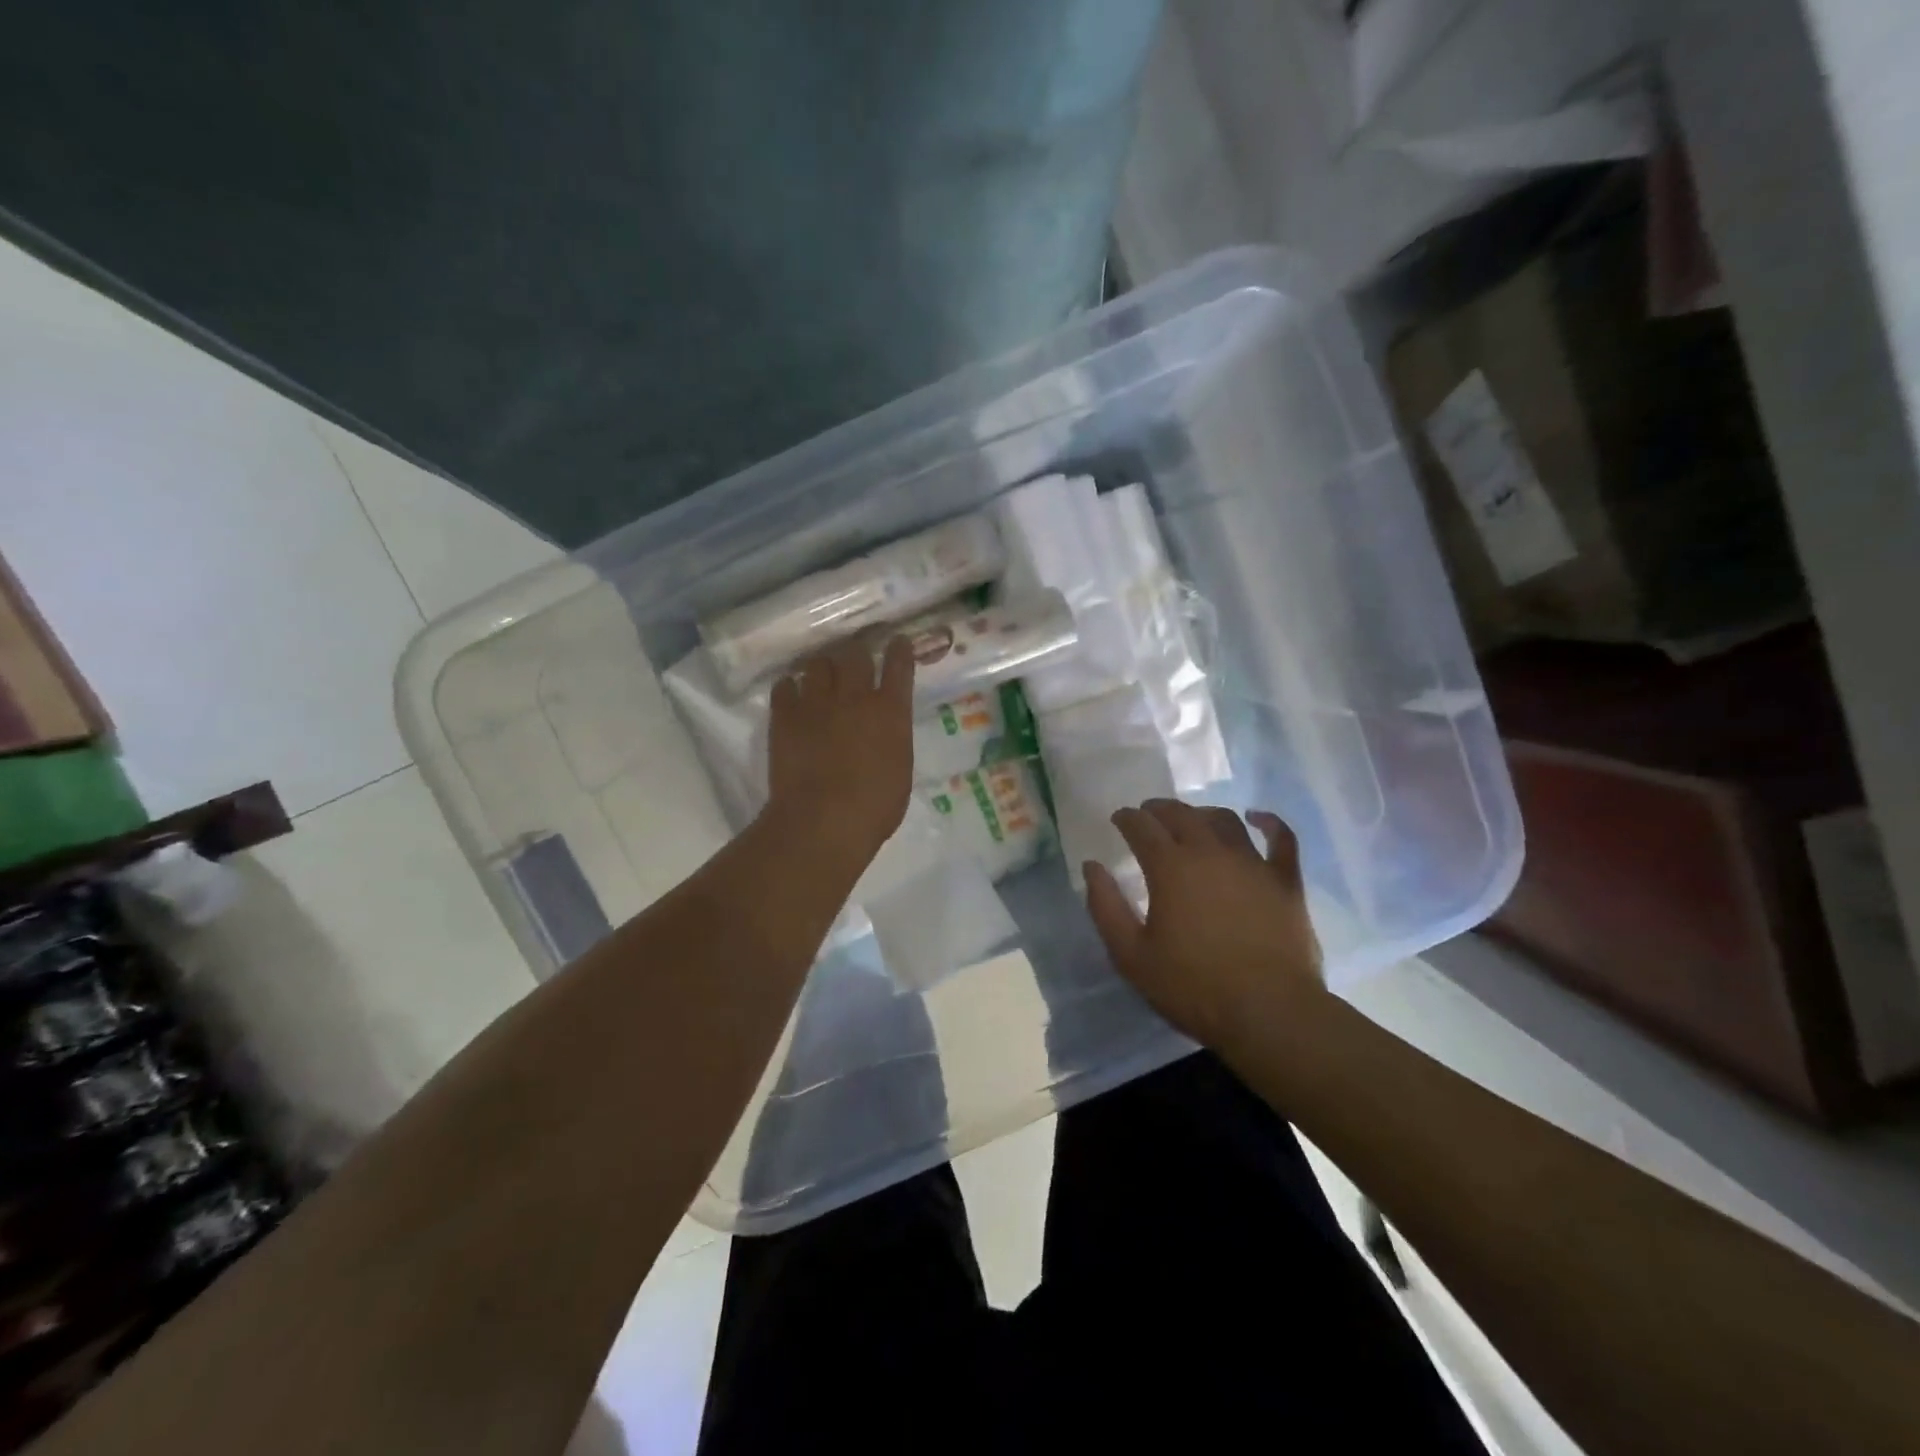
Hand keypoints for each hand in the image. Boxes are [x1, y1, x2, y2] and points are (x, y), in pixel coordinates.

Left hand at [765, 635, 915, 864]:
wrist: (822, 822)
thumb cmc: (874, 808)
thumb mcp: (900, 772)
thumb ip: (893, 742)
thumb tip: (886, 733)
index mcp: (890, 713)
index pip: (899, 666)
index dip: (899, 650)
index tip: (898, 641)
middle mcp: (855, 698)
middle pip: (855, 655)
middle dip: (856, 654)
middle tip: (854, 661)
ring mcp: (816, 704)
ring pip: (818, 664)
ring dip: (822, 668)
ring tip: (820, 677)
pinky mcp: (784, 716)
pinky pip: (784, 686)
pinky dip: (790, 688)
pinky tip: (791, 694)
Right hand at [1084, 799, 1323, 1049]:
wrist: (1269, 1013)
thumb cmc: (1193, 987)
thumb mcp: (1131, 955)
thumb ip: (1106, 907)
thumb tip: (1091, 867)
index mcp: (1170, 867)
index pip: (1142, 826)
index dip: (1127, 818)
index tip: (1119, 819)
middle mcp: (1210, 852)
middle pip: (1181, 814)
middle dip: (1159, 810)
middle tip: (1148, 816)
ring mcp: (1252, 863)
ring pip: (1224, 820)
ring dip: (1202, 814)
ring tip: (1192, 820)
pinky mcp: (1286, 881)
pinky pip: (1281, 839)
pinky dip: (1269, 823)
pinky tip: (1258, 818)